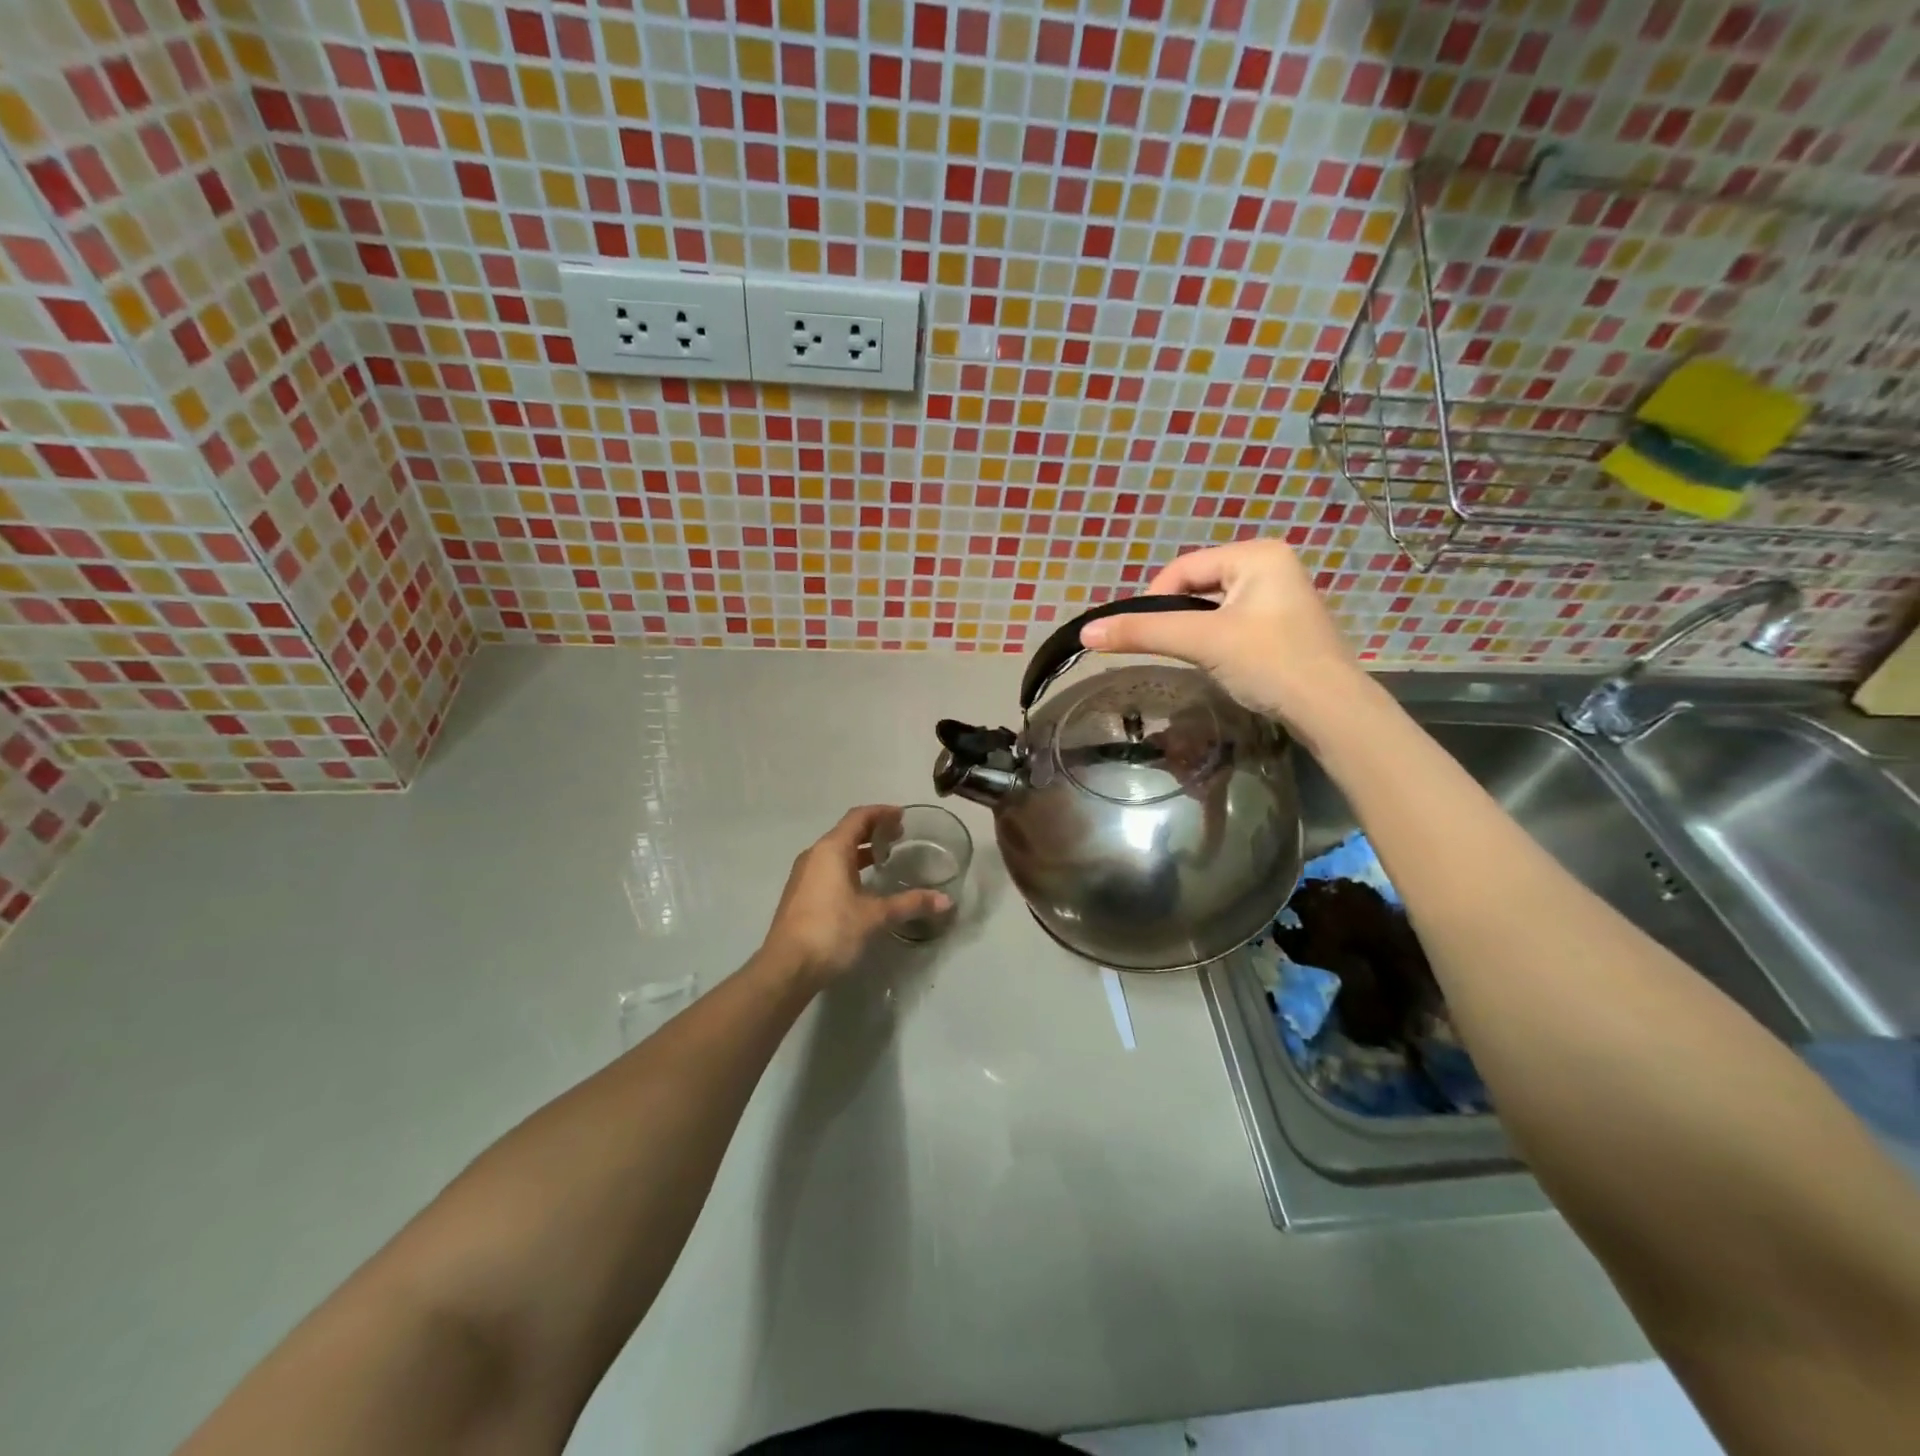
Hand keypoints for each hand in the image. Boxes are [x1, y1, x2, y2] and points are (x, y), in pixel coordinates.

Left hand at [762, 806, 951, 985]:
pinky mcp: (801, 894)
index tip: (903, 816)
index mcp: (831, 849)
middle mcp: (815, 855)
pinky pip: (828, 868)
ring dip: (861, 850)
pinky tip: (863, 885)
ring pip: (836, 851)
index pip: (859, 817)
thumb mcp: (875, 916)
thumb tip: (946, 901)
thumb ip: (909, 903)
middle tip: (899, 835)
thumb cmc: (831, 930)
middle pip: (847, 831)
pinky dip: (849, 866)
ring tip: (885, 858)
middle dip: (873, 830)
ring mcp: (804, 875)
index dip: (882, 813)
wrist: (787, 967)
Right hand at [1077, 540, 1369, 742]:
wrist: (1330, 710)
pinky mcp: (1283, 626)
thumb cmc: (1269, 662)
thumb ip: (1144, 632)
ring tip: (1193, 657)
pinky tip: (1219, 663)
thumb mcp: (1202, 642)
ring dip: (1195, 630)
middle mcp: (1272, 566)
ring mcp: (1281, 596)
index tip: (1142, 634)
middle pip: (1198, 585)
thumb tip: (1086, 632)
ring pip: (1214, 607)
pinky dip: (1216, 640)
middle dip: (1177, 616)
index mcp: (1257, 554)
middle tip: (1168, 648)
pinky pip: (1233, 623)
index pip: (1183, 567)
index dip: (1154, 599)